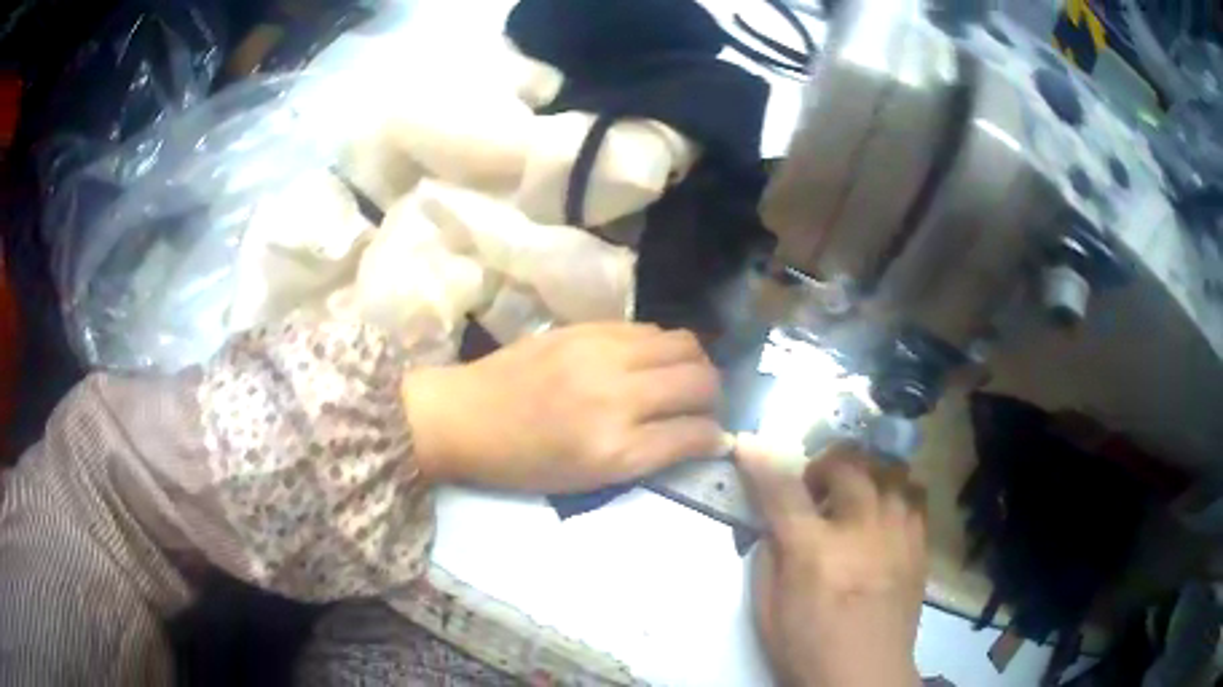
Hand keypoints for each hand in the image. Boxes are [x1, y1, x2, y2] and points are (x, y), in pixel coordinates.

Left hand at [403, 323, 727, 492]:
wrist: (465, 416)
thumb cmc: (523, 463)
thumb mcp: (589, 480)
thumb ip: (648, 456)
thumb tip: (698, 437)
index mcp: (616, 449)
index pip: (695, 434)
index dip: (714, 437)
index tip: (714, 438)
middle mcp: (618, 396)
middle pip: (700, 381)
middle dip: (713, 397)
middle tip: (701, 407)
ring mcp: (604, 353)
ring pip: (684, 345)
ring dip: (694, 365)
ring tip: (681, 379)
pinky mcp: (588, 327)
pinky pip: (650, 329)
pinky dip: (663, 347)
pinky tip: (650, 360)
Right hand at [736, 436, 926, 686]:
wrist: (865, 675)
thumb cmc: (806, 647)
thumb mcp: (766, 609)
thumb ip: (768, 556)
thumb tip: (774, 521)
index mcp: (814, 552)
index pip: (783, 491)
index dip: (761, 462)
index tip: (748, 444)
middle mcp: (861, 531)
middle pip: (848, 466)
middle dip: (824, 464)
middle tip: (814, 488)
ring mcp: (898, 534)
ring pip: (889, 472)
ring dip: (865, 474)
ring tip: (854, 497)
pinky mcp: (920, 545)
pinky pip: (915, 495)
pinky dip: (895, 493)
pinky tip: (883, 515)